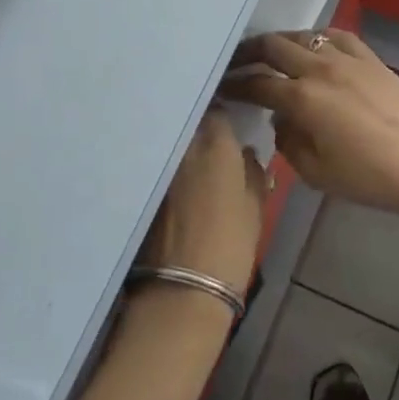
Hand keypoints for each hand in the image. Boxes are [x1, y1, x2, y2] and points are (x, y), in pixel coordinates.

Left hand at [140, 110, 266, 295]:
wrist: (183, 288)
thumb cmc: (231, 245)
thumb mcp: (255, 208)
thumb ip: (253, 173)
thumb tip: (247, 154)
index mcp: (216, 145)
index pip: (218, 112)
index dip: (224, 117)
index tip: (230, 124)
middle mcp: (183, 147)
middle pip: (191, 123)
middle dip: (200, 126)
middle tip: (212, 140)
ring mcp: (159, 166)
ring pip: (172, 144)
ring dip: (182, 146)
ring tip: (193, 159)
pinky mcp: (143, 188)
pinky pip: (158, 165)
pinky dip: (167, 167)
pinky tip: (175, 181)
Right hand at [220, 29, 398, 224]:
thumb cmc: (367, 177)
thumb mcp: (315, 172)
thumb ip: (288, 141)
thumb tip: (282, 118)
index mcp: (302, 98)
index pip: (257, 84)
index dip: (235, 85)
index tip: (221, 87)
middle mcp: (320, 69)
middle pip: (274, 47)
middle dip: (249, 53)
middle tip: (236, 62)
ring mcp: (348, 59)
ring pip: (304, 36)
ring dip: (281, 42)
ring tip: (272, 53)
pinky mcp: (371, 58)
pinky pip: (338, 36)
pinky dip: (318, 38)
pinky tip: (315, 47)